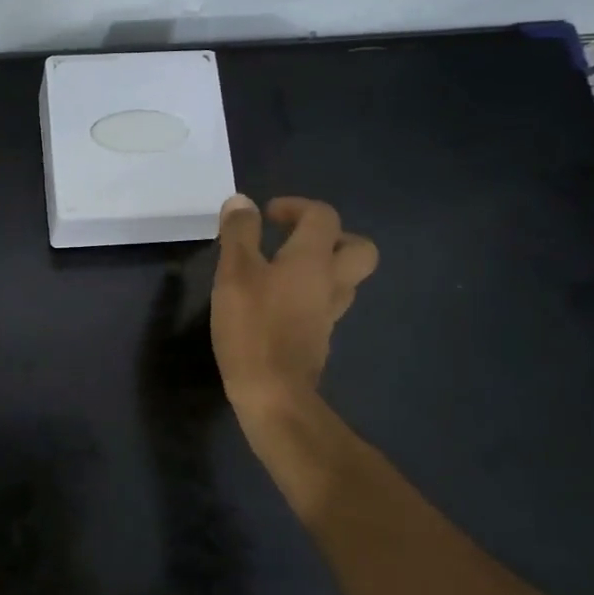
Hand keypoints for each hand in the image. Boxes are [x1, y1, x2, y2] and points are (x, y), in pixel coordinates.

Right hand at [210, 195, 378, 414]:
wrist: (273, 393)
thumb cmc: (252, 327)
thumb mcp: (234, 272)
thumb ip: (239, 233)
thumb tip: (242, 201)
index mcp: (313, 259)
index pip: (323, 216)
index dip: (297, 206)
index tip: (268, 215)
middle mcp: (331, 282)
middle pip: (358, 248)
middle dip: (333, 236)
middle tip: (297, 240)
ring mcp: (330, 314)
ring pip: (344, 279)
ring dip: (323, 267)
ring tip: (285, 270)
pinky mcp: (319, 339)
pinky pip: (325, 305)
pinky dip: (310, 296)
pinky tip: (280, 304)